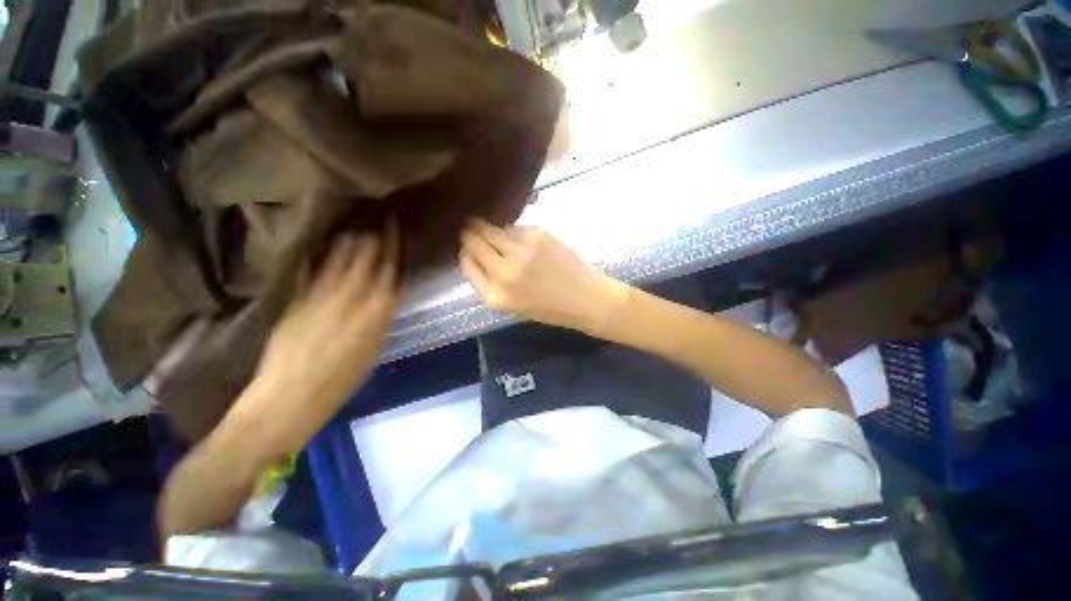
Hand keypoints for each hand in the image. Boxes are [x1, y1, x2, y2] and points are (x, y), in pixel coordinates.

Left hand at [231, 229, 399, 454]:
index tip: (398, 230)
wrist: (291, 399)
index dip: (395, 248)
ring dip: (352, 239)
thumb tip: (381, 296)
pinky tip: (328, 240)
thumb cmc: (339, 382)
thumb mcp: (371, 351)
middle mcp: (356, 299)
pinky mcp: (300, 299)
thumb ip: (376, 319)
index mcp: (379, 314)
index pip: (392, 271)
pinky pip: (316, 270)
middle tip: (382, 215)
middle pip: (370, 259)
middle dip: (378, 236)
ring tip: (358, 221)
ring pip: (344, 259)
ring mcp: (326, 296)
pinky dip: (324, 254)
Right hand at [460, 220, 626, 332]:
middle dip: (470, 232)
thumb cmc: (550, 308)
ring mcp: (519, 251)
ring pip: (490, 228)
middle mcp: (502, 273)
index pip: (465, 263)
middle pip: (472, 240)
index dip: (465, 251)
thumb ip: (491, 283)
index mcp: (494, 296)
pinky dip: (514, 230)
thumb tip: (476, 253)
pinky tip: (523, 238)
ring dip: (489, 227)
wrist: (586, 300)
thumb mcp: (513, 305)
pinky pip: (514, 227)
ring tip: (497, 230)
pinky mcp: (536, 235)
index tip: (468, 245)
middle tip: (473, 227)